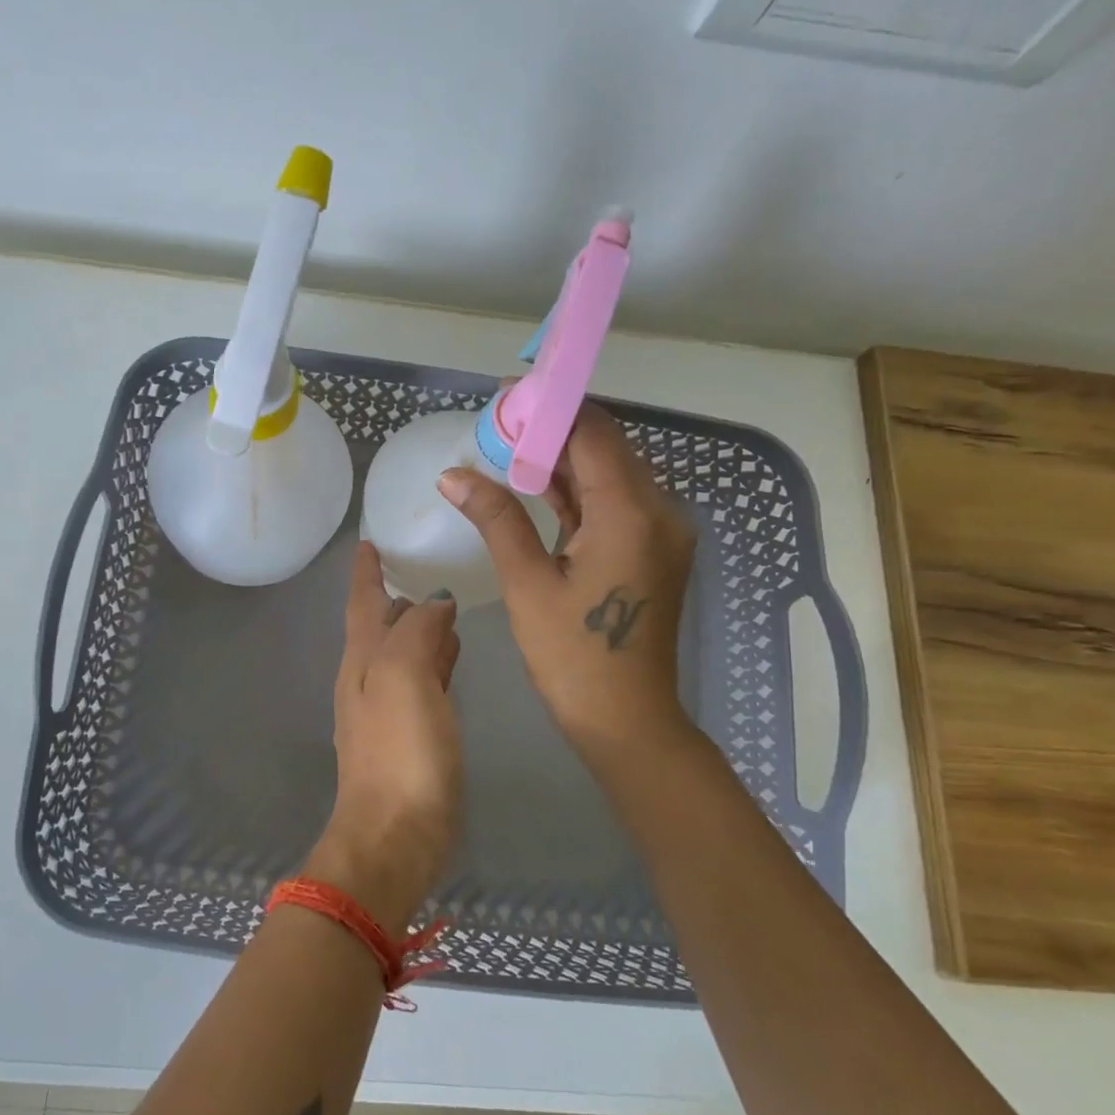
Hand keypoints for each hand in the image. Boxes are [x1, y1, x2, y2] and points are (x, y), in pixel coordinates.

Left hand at [306, 541, 462, 930]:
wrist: (394, 836)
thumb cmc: (399, 753)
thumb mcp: (405, 678)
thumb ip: (417, 631)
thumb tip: (432, 601)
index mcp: (362, 660)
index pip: (362, 602)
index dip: (365, 572)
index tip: (368, 541)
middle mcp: (369, 679)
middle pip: (380, 626)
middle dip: (394, 594)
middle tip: (417, 563)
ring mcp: (388, 710)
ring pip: (403, 652)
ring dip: (418, 626)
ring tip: (444, 602)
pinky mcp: (411, 737)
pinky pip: (423, 681)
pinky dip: (435, 660)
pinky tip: (453, 656)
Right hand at [440, 401, 697, 771]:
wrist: (626, 719)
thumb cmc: (572, 656)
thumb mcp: (527, 583)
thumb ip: (496, 518)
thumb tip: (453, 475)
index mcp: (631, 513)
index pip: (592, 433)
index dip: (549, 408)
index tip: (505, 395)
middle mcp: (660, 510)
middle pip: (606, 447)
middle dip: (553, 430)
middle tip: (497, 424)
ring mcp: (662, 531)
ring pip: (611, 473)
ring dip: (564, 459)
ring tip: (508, 449)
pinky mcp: (654, 549)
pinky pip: (615, 503)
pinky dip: (578, 490)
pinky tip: (538, 485)